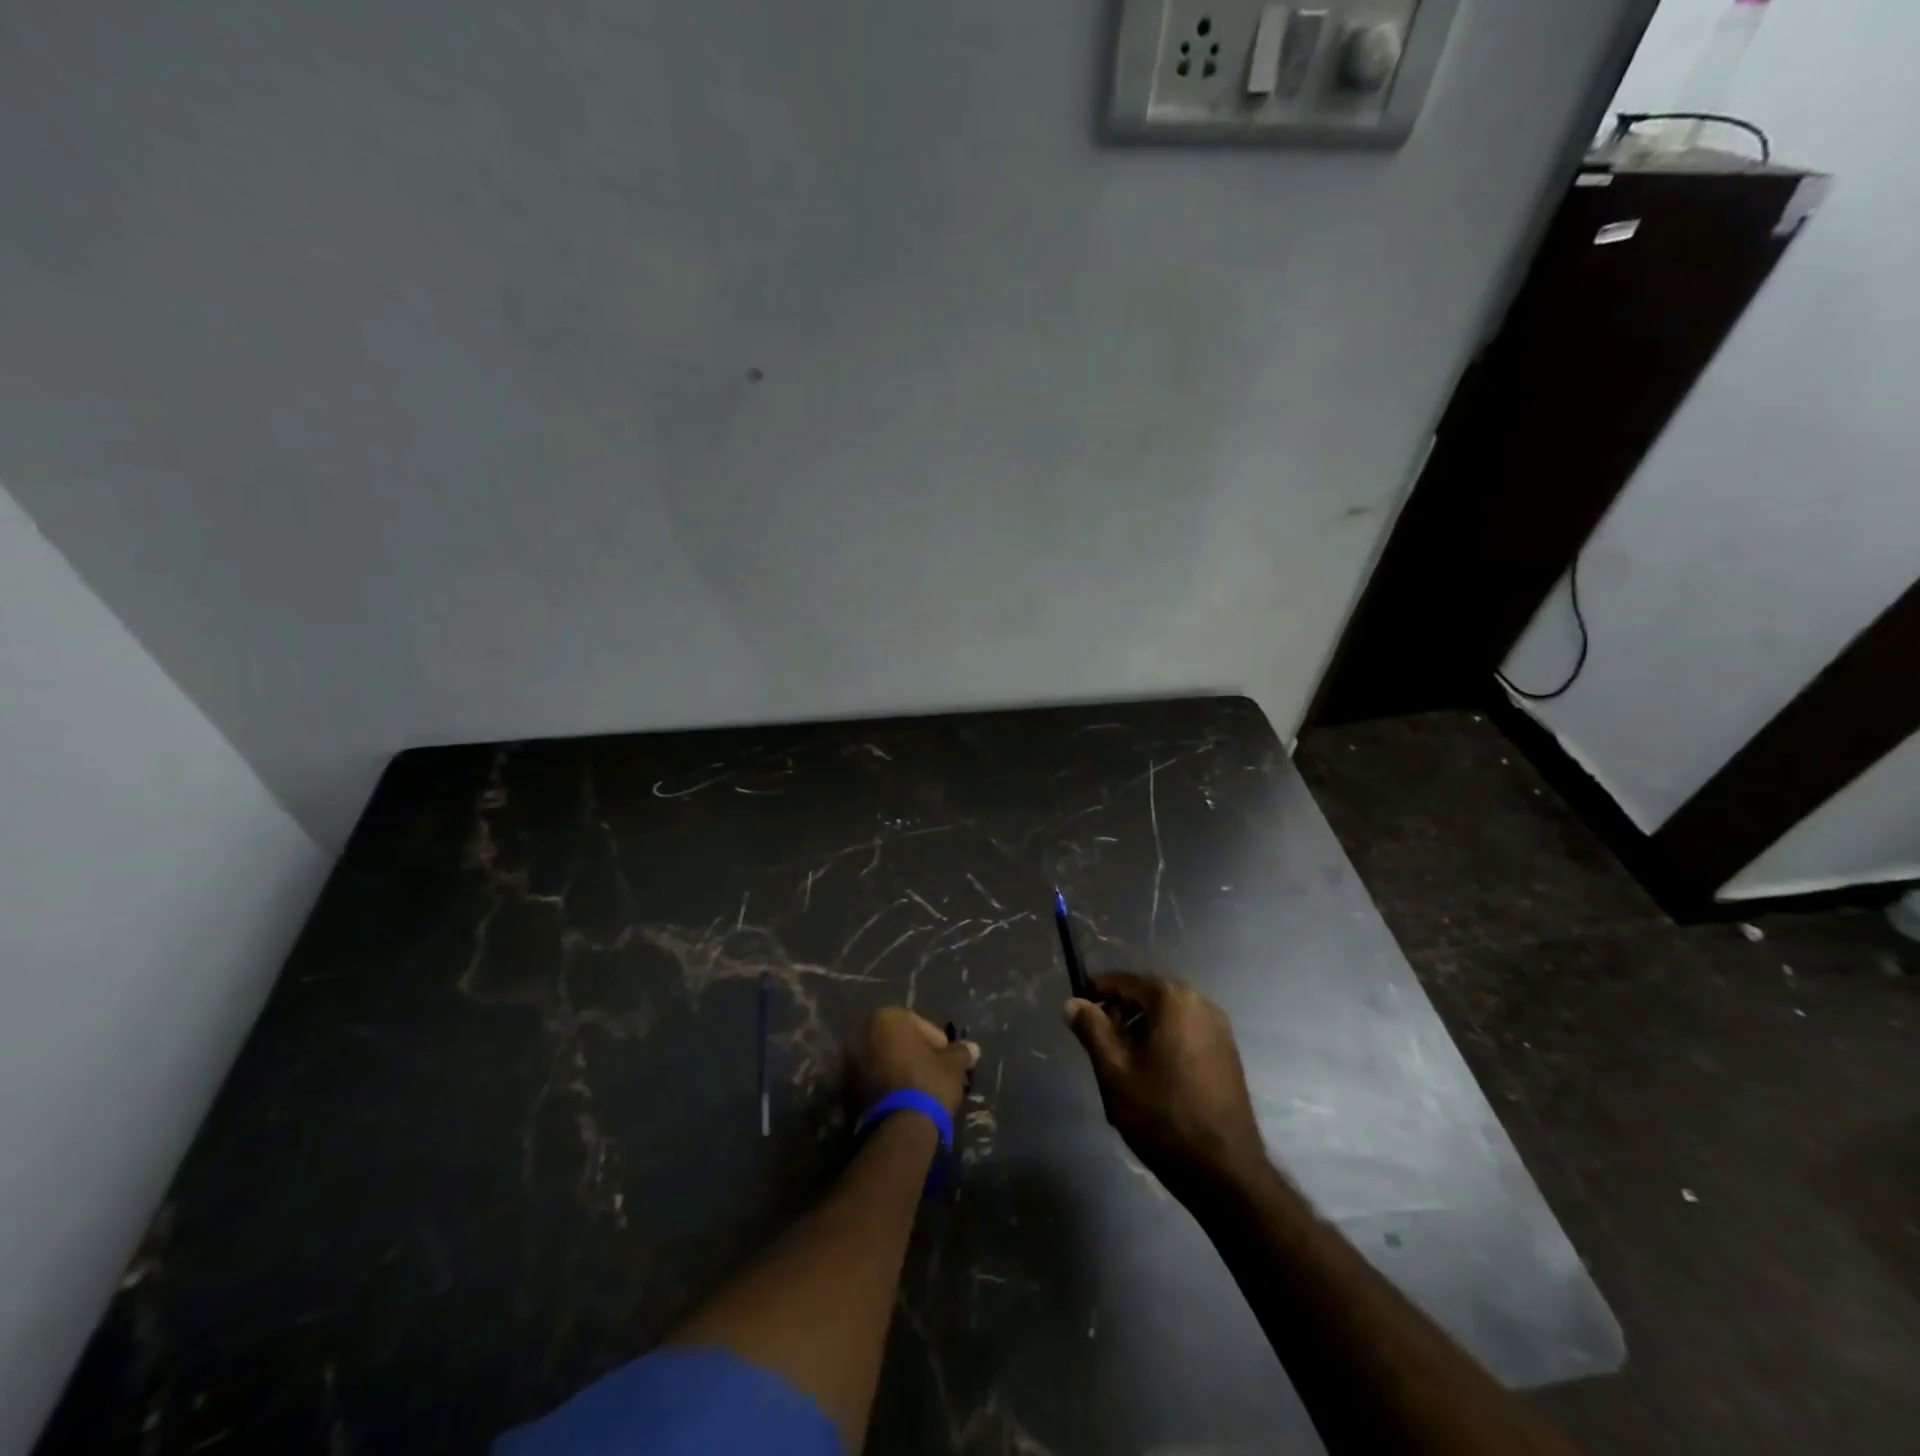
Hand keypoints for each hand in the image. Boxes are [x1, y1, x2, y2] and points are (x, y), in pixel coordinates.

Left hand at [850, 1007, 979, 1117]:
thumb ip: (961, 1053)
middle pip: (898, 1041)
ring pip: (883, 1060)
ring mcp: (850, 1061)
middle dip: (915, 1054)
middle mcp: (863, 1033)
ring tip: (920, 1089)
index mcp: (887, 1018)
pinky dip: (887, 1085)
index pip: (919, 1025)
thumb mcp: (952, 1067)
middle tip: (935, 1072)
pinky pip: (872, 1079)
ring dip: (900, 1069)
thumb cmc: (927, 1084)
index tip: (948, 1060)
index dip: (937, 1043)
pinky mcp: (845, 1089)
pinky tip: (904, 1101)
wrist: (898, 1129)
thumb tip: (973, 1048)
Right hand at [1065, 972, 1266, 1195]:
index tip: (1076, 1012)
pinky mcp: (1227, 1052)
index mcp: (1173, 999)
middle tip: (1098, 1048)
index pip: (1123, 981)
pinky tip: (1151, 1077)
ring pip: (1165, 1017)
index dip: (1095, 992)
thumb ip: (1092, 1030)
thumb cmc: (1162, 1116)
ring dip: (1140, 1032)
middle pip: (1146, 997)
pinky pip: (1185, 1033)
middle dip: (1119, 1015)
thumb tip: (1073, 1003)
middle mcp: (1200, 1003)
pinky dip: (1163, 1043)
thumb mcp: (1115, 1071)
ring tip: (1121, 1069)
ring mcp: (1219, 1028)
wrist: (1224, 1172)